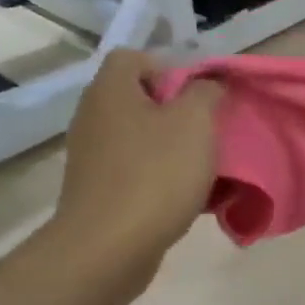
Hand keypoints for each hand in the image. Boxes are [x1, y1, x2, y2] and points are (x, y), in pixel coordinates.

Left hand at [43, 49, 224, 287]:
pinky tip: (189, 196)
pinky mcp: (99, 189)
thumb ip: (207, 92)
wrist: (110, 247)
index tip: (200, 96)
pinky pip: (138, 169)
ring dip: (176, 147)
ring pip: (143, 136)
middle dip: (181, 112)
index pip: (135, 57)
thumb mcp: (196, 122)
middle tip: (210, 132)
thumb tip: (208, 83)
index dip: (171, 69)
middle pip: (142, 98)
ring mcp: (93, 155)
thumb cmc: (157, 174)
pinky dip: (164, 176)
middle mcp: (94, 116)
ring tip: (206, 168)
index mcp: (111, 91)